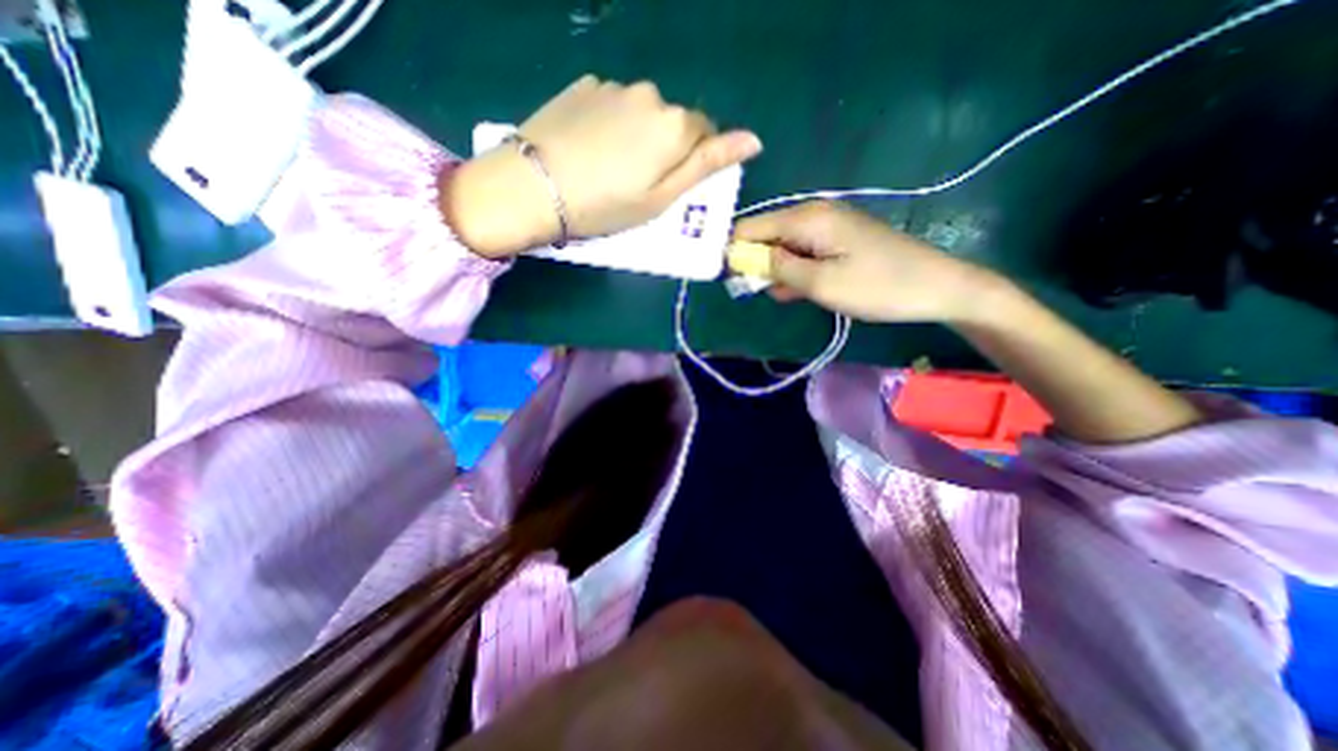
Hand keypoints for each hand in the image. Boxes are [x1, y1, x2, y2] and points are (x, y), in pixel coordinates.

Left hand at [450, 77, 762, 258]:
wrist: (533, 188)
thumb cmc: (606, 206)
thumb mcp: (662, 198)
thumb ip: (707, 165)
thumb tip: (753, 140)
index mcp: (674, 125)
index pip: (705, 135)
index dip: (693, 162)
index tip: (671, 187)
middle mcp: (649, 94)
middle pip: (673, 121)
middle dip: (666, 148)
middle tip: (639, 183)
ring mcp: (613, 86)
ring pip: (643, 112)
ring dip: (638, 135)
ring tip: (611, 167)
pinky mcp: (583, 87)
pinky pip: (613, 105)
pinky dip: (612, 124)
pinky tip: (590, 148)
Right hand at [730, 199, 1002, 323]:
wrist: (936, 286)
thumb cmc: (876, 286)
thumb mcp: (820, 283)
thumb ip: (777, 268)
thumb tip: (742, 258)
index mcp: (806, 218)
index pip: (751, 226)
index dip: (733, 251)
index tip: (725, 277)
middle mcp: (813, 214)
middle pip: (766, 234)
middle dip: (753, 262)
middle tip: (748, 292)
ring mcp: (827, 228)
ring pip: (783, 247)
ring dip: (773, 270)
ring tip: (773, 295)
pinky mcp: (838, 242)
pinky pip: (803, 254)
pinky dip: (793, 271)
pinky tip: (793, 291)